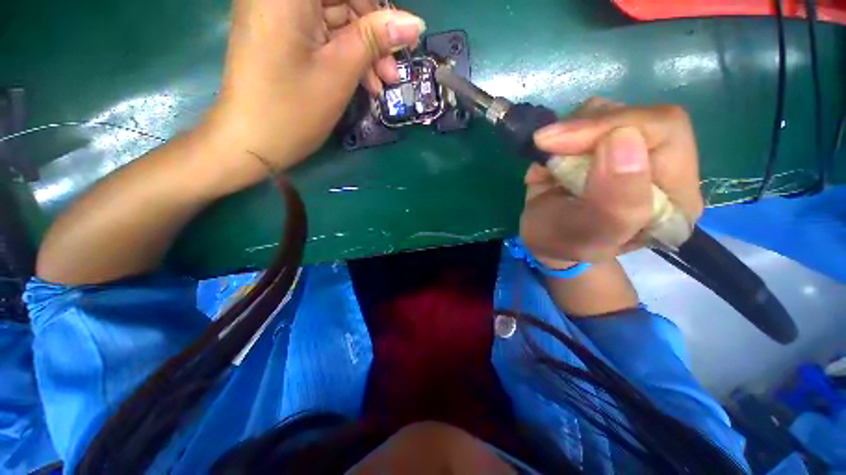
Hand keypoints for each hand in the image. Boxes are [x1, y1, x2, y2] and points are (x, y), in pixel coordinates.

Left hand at [207, 0, 424, 176]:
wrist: (251, 142)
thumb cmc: (294, 108)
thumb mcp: (340, 71)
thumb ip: (376, 39)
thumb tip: (415, 23)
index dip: (378, 9)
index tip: (402, 39)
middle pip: (342, 0)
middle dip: (373, 34)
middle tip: (392, 73)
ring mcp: (277, 13)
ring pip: (335, 19)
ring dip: (362, 50)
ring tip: (380, 86)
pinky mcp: (279, 34)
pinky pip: (321, 34)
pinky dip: (344, 55)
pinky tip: (361, 81)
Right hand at [519, 98, 703, 267]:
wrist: (544, 237)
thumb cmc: (561, 242)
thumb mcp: (584, 235)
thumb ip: (613, 203)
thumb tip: (624, 138)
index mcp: (676, 198)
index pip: (665, 132)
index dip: (611, 128)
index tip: (559, 144)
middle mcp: (663, 167)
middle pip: (640, 115)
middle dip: (586, 129)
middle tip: (547, 146)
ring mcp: (633, 149)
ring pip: (610, 111)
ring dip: (570, 134)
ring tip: (549, 167)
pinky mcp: (607, 141)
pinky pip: (587, 116)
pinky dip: (561, 134)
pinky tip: (551, 159)